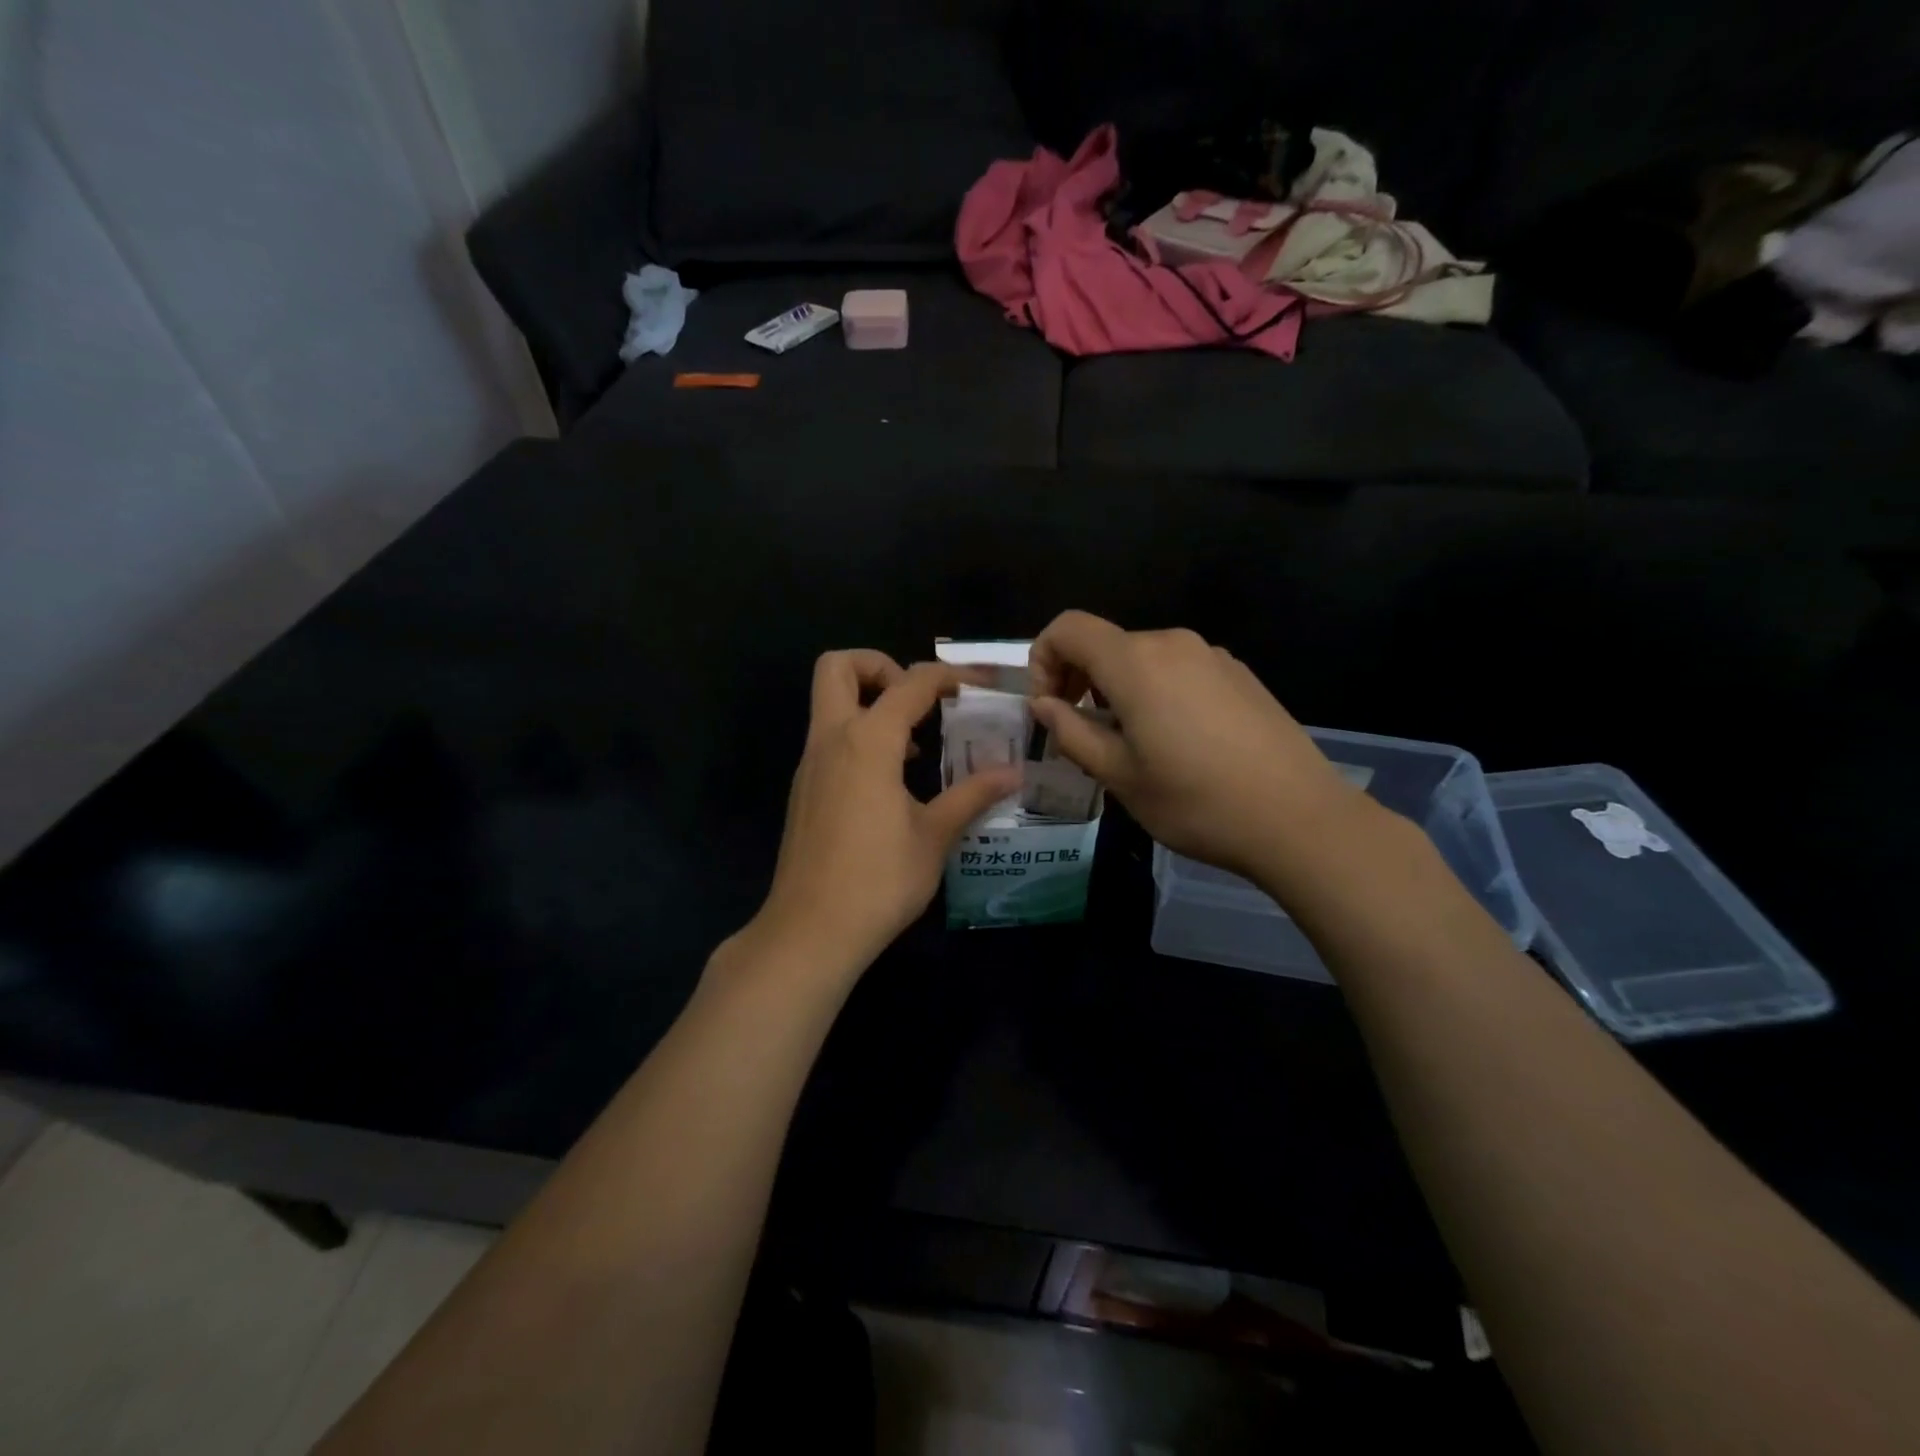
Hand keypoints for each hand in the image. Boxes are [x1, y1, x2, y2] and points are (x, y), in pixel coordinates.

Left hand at [748, 651, 1020, 979]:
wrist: (810, 931)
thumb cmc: (879, 881)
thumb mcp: (934, 836)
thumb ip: (971, 795)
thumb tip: (1013, 773)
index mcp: (867, 741)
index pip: (911, 683)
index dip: (951, 674)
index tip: (982, 685)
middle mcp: (831, 740)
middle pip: (839, 667)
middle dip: (880, 665)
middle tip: (919, 700)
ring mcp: (810, 765)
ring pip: (829, 703)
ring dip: (870, 703)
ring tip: (916, 743)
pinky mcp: (804, 791)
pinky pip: (829, 739)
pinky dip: (858, 736)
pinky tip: (891, 780)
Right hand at [1028, 611, 1368, 880]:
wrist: (1299, 819)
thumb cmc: (1196, 802)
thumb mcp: (1119, 776)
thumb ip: (1071, 732)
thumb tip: (1044, 704)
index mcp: (1136, 662)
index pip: (1068, 628)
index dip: (1042, 660)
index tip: (1049, 708)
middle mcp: (1173, 644)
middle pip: (1105, 644)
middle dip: (1079, 680)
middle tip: (1081, 734)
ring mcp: (1212, 656)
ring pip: (1142, 659)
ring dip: (1117, 690)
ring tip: (1129, 745)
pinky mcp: (1239, 674)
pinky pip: (1178, 670)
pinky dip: (1155, 693)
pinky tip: (1176, 743)